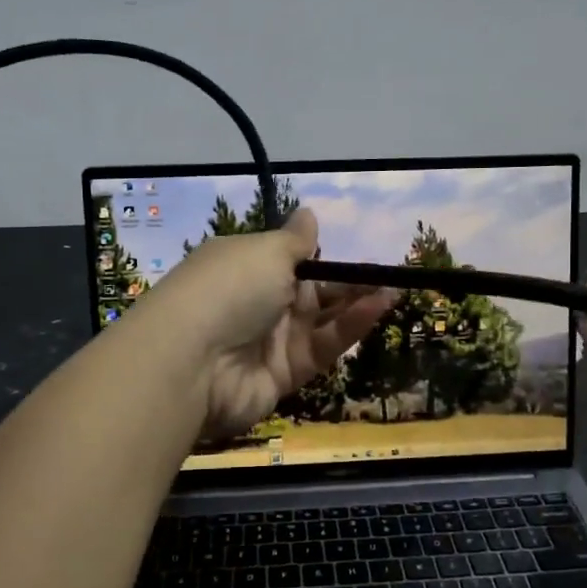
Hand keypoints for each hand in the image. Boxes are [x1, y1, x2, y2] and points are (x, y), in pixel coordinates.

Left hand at [127, 209, 396, 436]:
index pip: (289, 260)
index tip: (357, 255)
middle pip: (311, 292)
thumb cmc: (230, 288)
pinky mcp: (285, 374)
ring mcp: (270, 341)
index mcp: (246, 265)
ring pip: (321, 321)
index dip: (322, 258)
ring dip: (356, 305)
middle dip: (347, 284)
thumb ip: (295, 240)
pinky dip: (349, 328)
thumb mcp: (265, 251)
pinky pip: (322, 347)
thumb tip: (308, 213)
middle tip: (388, 275)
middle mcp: (258, 302)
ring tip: (393, 290)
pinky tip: (377, 309)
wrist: (193, 362)